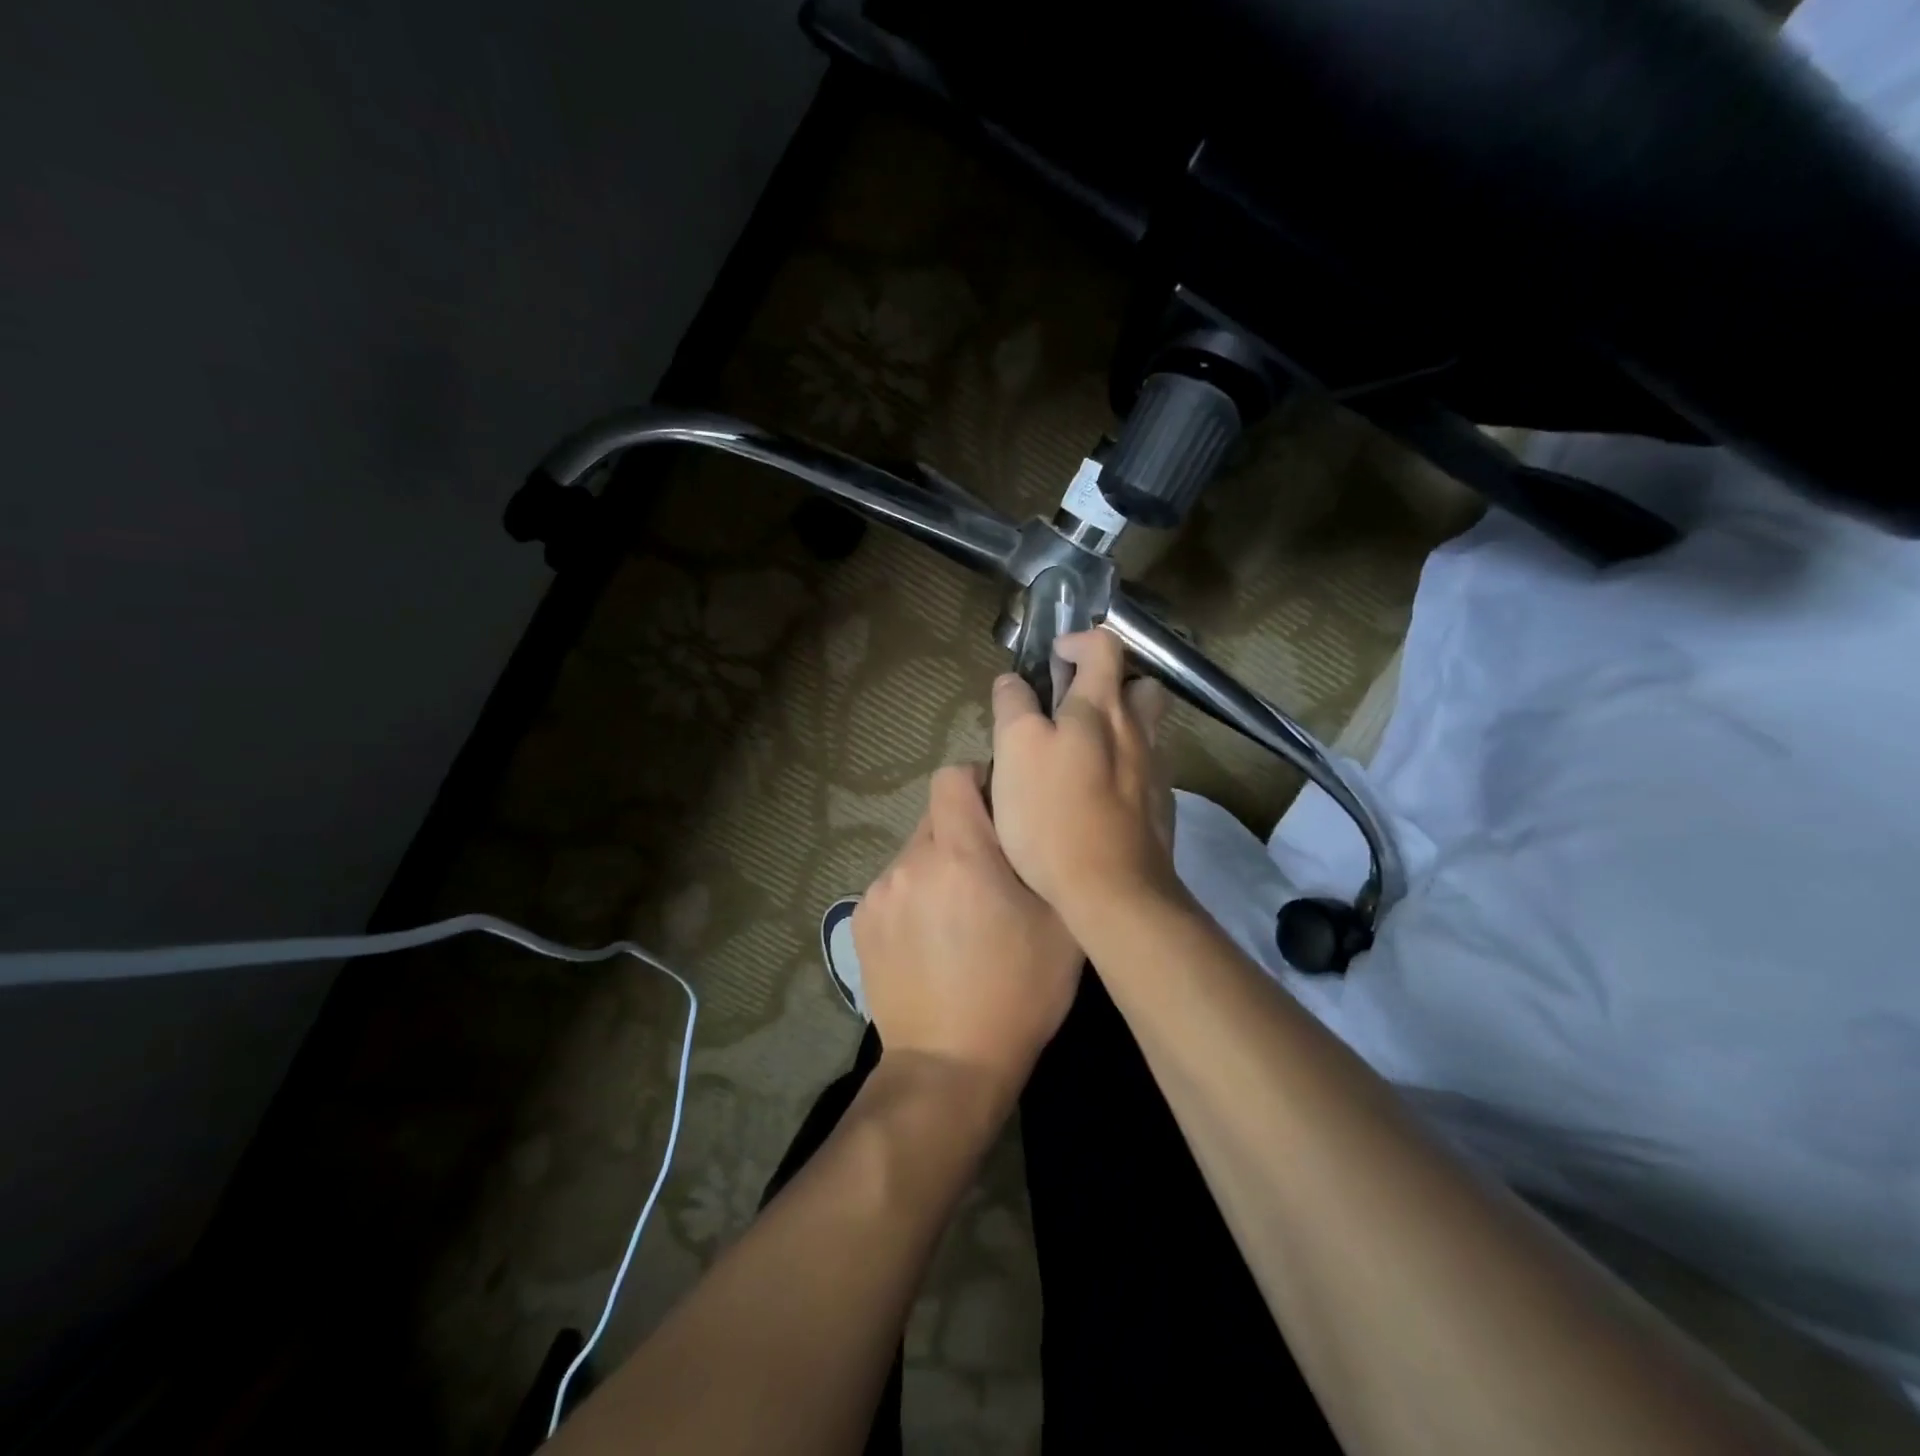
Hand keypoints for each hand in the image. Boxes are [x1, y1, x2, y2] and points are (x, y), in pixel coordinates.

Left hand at [852, 764, 1082, 1100]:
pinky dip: (914, 897)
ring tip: (960, 915)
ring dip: (938, 868)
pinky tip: (931, 940)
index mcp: (958, 854)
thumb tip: (1029, 824)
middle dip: (963, 832)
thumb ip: (1044, 859)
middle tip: (991, 874)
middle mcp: (909, 862)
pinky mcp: (860, 923)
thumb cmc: (1018, 993)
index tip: (1000, 809)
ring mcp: (878, 893)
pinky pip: (894, 887)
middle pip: (935, 817)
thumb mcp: (1060, 925)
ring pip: (914, 855)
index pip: (952, 777)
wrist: (949, 1065)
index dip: (978, 782)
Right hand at [989, 629, 1177, 927]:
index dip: (1077, 641)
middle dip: (1112, 683)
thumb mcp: (1015, 751)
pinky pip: (1145, 770)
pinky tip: (1097, 795)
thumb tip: (1013, 681)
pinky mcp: (1160, 808)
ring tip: (1081, 752)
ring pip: (1146, 729)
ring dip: (1120, 726)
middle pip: (1141, 685)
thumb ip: (1014, 708)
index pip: (1104, 646)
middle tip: (1075, 705)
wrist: (1113, 891)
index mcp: (1101, 708)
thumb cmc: (1053, 815)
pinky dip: (1123, 767)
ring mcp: (1155, 771)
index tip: (1052, 659)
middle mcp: (1137, 731)